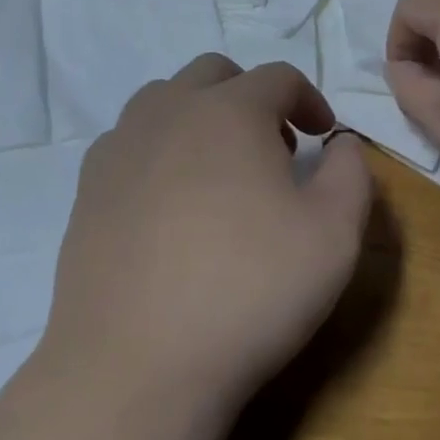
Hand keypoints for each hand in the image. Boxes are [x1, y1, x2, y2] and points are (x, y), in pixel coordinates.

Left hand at [42, 55, 374, 421]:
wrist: (136, 365)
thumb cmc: (248, 291)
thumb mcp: (334, 234)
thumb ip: (351, 173)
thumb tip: (341, 144)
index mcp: (230, 111)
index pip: (278, 78)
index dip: (309, 99)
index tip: (323, 135)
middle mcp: (169, 111)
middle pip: (215, 74)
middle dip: (252, 98)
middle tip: (274, 148)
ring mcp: (121, 146)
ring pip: (165, 99)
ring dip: (201, 116)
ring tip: (220, 170)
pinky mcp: (88, 187)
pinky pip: (130, 141)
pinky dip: (160, 149)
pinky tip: (170, 202)